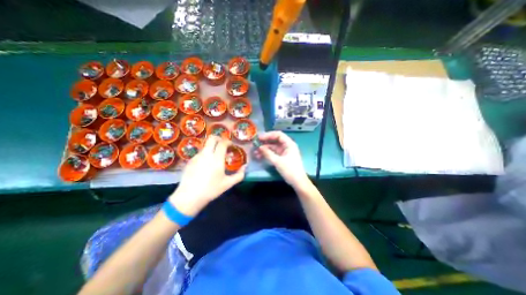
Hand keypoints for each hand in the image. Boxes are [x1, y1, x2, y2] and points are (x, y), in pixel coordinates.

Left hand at [170, 137, 249, 216]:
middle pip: (212, 138)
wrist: (189, 197)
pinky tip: (206, 164)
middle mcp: (206, 154)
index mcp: (216, 159)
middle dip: (219, 138)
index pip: (222, 143)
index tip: (231, 145)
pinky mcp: (190, 160)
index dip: (228, 141)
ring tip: (216, 156)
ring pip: (206, 145)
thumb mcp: (228, 184)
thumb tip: (245, 166)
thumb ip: (239, 175)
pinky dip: (206, 153)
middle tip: (223, 145)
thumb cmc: (211, 190)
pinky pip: (200, 152)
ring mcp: (197, 156)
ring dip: (212, 146)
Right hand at [254, 132, 308, 189]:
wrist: (297, 182)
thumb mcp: (278, 161)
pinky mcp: (282, 157)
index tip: (259, 138)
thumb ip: (268, 153)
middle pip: (274, 141)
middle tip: (255, 144)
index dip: (268, 135)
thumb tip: (259, 147)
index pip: (278, 135)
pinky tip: (259, 156)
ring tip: (255, 152)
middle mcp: (287, 146)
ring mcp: (284, 152)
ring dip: (264, 149)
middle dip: (265, 142)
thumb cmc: (290, 170)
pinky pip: (273, 153)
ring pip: (273, 147)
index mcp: (289, 144)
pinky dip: (267, 154)